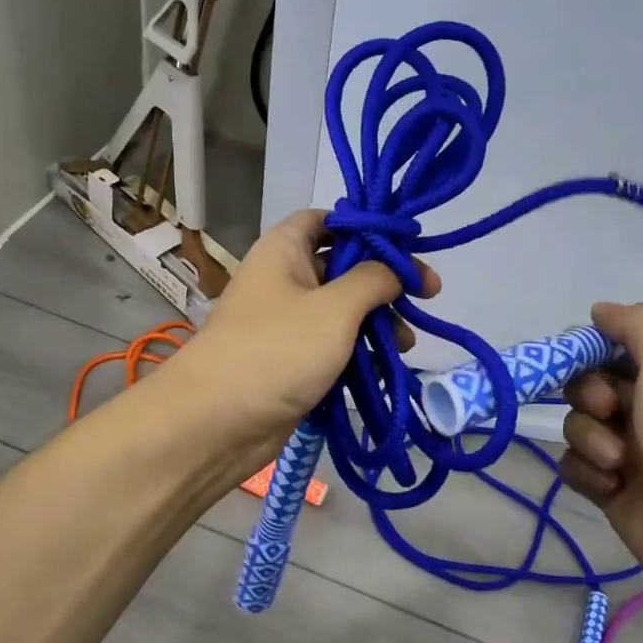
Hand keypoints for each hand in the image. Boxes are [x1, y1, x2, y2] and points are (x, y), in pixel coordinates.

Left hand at [164, 210, 438, 473]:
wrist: (215, 423)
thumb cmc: (277, 350)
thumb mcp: (335, 308)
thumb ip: (373, 280)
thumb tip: (397, 269)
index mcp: (285, 249)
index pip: (328, 219)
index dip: (366, 227)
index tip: (406, 246)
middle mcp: (284, 278)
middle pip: (342, 265)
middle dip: (383, 281)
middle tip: (426, 296)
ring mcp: (287, 321)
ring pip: (341, 309)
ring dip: (376, 321)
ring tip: (406, 343)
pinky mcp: (291, 359)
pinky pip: (332, 344)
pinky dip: (358, 351)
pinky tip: (385, 365)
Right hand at [558, 301, 642, 588]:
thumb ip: (639, 327)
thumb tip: (601, 307)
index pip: (628, 351)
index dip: (600, 350)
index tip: (583, 352)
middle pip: (595, 385)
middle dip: (591, 394)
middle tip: (607, 407)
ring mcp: (636, 455)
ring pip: (581, 425)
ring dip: (591, 437)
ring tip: (617, 461)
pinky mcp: (614, 491)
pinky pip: (577, 465)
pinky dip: (588, 471)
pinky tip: (610, 484)